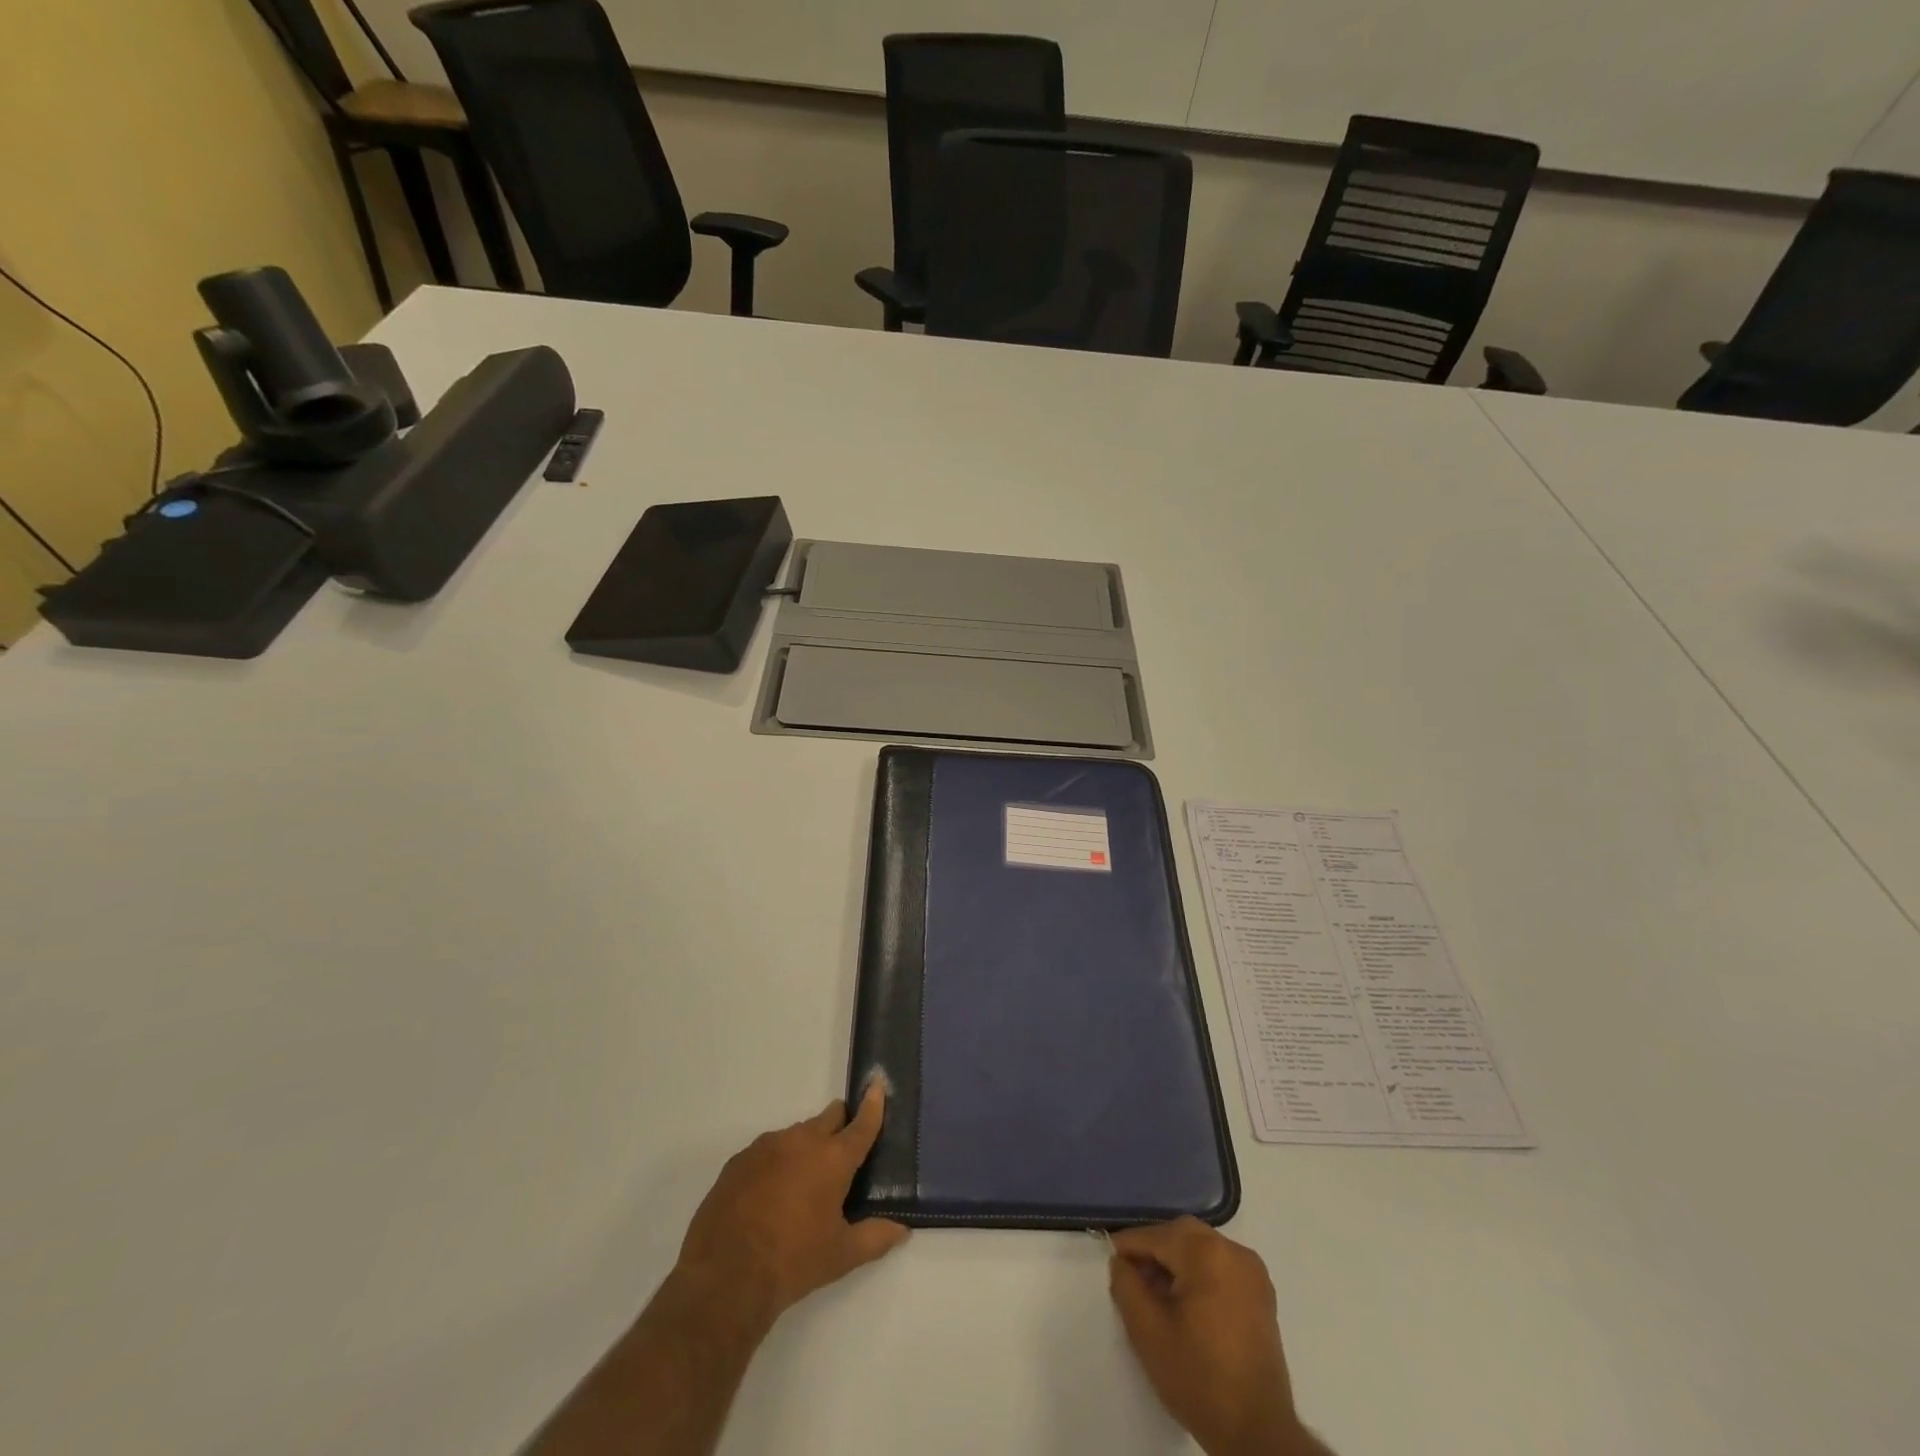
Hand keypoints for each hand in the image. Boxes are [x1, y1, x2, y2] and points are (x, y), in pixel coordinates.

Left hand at [674, 1083, 909, 1330]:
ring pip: (796, 1134)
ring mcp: (767, 1146)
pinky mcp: (739, 1160)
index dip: (873, 1105)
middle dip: (838, 1126)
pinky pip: (766, 1151)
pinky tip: (769, 1194)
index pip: (861, 1124)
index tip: (877, 1085)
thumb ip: (875, 1238)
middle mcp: (802, 1141)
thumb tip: (903, 1230)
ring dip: (805, 1148)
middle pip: (828, 1117)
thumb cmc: (793, 1263)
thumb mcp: (840, 1256)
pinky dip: (776, 1163)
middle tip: (839, 1154)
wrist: (725, 1277)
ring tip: (801, 1185)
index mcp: (833, 1159)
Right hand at [1110, 1218, 1318, 1455]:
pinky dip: (1199, 1272)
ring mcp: (1252, 1271)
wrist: (1258, 1434)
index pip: (1156, 1236)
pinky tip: (1185, 1301)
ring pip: (1202, 1247)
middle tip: (1132, 1275)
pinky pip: (1221, 1265)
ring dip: (1176, 1260)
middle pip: (1182, 1235)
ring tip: (1156, 1291)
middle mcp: (1233, 1251)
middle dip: (1154, 1250)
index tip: (1110, 1259)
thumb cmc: (1198, 1378)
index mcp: (1206, 1253)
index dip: (1129, 1246)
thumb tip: (1122, 1262)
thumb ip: (1126, 1285)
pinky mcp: (1262, 1294)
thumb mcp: (1147, 1331)